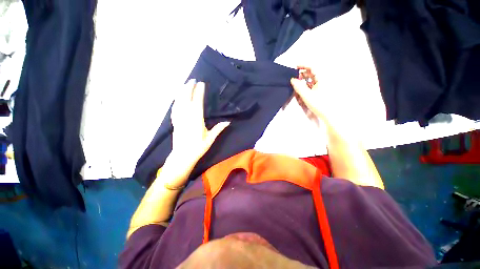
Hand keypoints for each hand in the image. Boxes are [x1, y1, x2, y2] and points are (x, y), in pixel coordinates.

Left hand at [168, 80, 229, 172]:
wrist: (182, 156)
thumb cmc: (198, 147)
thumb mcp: (210, 138)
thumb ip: (218, 128)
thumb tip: (228, 122)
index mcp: (196, 119)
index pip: (197, 102)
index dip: (199, 92)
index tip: (201, 84)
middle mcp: (186, 116)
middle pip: (186, 98)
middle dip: (189, 87)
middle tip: (192, 80)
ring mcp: (179, 118)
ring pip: (178, 101)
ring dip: (182, 92)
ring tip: (185, 85)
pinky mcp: (174, 122)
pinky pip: (174, 108)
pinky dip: (176, 101)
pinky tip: (178, 98)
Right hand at [290, 67, 335, 122]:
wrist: (328, 114)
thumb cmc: (319, 104)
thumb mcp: (306, 95)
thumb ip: (298, 87)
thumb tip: (292, 79)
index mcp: (322, 78)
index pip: (312, 67)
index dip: (304, 65)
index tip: (295, 66)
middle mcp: (323, 80)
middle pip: (311, 73)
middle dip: (302, 74)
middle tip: (294, 77)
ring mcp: (321, 85)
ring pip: (311, 80)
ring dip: (303, 81)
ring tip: (296, 85)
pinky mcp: (320, 91)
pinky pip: (312, 85)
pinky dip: (306, 86)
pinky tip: (301, 90)